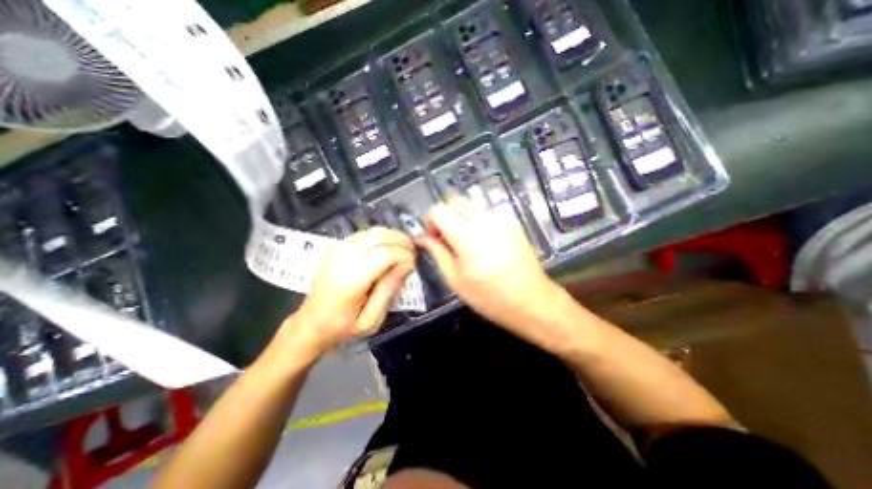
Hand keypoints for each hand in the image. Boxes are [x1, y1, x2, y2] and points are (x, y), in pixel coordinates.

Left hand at [278, 228, 414, 356]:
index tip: (413, 264)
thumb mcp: (371, 320)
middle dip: (401, 239)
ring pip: (369, 231)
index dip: (404, 255)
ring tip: (402, 249)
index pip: (384, 254)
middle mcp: (341, 261)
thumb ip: (389, 290)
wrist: (309, 325)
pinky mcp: (333, 249)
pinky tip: (385, 248)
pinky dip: (378, 237)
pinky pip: (361, 235)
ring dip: (391, 236)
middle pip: (377, 236)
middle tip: (412, 252)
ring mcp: (334, 252)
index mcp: (350, 282)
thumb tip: (407, 265)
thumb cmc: (342, 329)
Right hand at [418, 199, 561, 335]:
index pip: (439, 210)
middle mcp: (483, 219)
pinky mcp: (511, 221)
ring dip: (462, 217)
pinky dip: (477, 220)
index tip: (435, 238)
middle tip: (448, 238)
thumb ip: (437, 252)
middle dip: (446, 216)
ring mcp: (500, 218)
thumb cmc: (489, 296)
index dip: (431, 221)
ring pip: (471, 204)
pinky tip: (484, 242)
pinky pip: (486, 212)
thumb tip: (423, 237)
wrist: (530, 299)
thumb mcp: (455, 279)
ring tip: (467, 242)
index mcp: (466, 234)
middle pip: (455, 200)